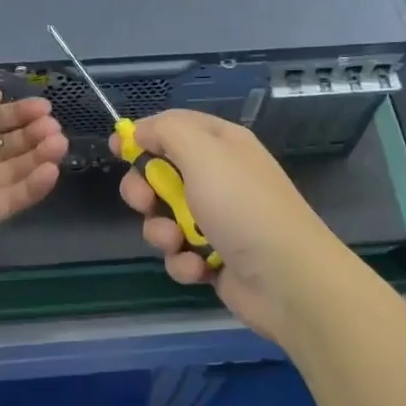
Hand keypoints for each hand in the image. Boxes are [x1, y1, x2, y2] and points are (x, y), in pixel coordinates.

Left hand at [0, 73, 66, 262]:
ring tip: (58, 143)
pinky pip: (15, 197)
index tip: (45, 106)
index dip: (17, 111)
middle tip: (53, 126)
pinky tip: (52, 169)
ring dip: (39, 154)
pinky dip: (36, 184)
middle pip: (6, 142)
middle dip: (33, 131)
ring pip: (15, 168)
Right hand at [113, 111, 346, 342]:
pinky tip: (199, 268)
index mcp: (221, 144)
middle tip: (144, 202)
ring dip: (162, 232)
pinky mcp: (215, 257)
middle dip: (144, 190)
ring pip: (165, 217)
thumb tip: (140, 131)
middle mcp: (219, 177)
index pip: (173, 127)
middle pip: (161, 174)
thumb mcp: (202, 152)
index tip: (117, 148)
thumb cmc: (242, 206)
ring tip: (177, 242)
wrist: (288, 279)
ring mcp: (217, 219)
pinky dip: (183, 261)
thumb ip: (166, 131)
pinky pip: (180, 253)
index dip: (144, 135)